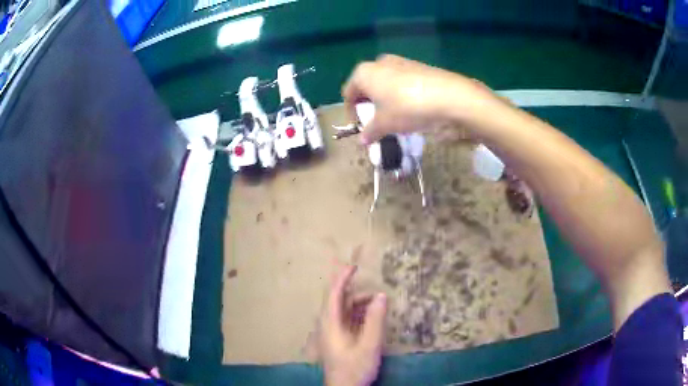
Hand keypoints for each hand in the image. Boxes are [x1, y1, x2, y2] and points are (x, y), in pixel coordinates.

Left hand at [320, 265, 386, 385]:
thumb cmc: (354, 367)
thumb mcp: (369, 344)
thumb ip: (375, 320)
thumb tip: (381, 296)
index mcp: (331, 323)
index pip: (334, 294)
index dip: (342, 278)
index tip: (353, 265)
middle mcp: (328, 325)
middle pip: (338, 301)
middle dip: (355, 292)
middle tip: (375, 289)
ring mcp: (332, 333)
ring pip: (343, 311)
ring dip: (359, 304)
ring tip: (378, 304)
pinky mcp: (337, 340)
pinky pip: (346, 320)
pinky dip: (358, 314)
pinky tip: (371, 317)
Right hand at [342, 54, 511, 143]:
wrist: (450, 96)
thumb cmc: (407, 108)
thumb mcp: (385, 124)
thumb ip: (370, 131)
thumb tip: (363, 140)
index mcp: (364, 72)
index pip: (349, 93)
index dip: (352, 112)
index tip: (360, 128)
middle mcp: (379, 62)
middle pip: (367, 86)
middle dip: (369, 105)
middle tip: (377, 122)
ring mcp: (400, 62)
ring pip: (385, 83)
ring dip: (385, 100)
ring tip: (395, 117)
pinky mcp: (418, 66)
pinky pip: (402, 82)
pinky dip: (401, 94)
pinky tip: (412, 109)